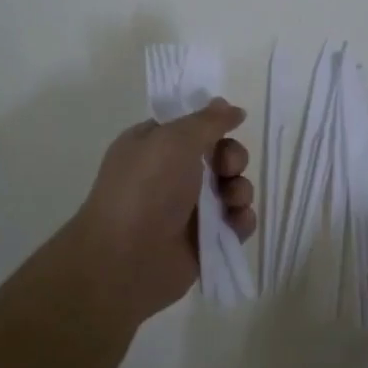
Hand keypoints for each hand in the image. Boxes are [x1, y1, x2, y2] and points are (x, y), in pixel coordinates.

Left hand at [68, 101, 255, 322]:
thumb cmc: (144, 189)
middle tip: (226, 168)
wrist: (125, 259)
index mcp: (155, 146)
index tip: (228, 126)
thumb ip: (208, 121)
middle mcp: (171, 175)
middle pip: (220, 156)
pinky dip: (241, 220)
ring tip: (231, 201)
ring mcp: (189, 210)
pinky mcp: (205, 241)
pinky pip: (235, 223)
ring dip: (241, 190)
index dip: (214, 125)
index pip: (193, 126)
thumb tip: (231, 107)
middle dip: (233, 158)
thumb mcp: (174, 139)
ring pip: (232, 189)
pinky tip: (236, 223)